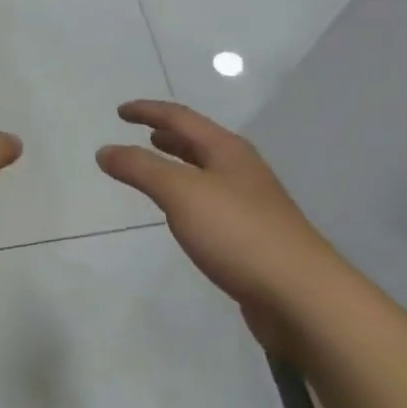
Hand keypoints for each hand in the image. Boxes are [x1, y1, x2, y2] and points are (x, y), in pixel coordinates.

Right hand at [97, 101, 345, 350]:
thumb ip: (141, 168)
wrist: (301, 295)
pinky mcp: (253, 237)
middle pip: (199, 142)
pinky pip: (212, 202)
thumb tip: (105, 151)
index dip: (149, 111)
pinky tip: (183, 214)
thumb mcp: (181, 193)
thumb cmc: (238, 233)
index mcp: (227, 150)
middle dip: (168, 135)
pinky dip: (189, 196)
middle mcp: (242, 170)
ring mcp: (252, 204)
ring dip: (179, 164)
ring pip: (207, 172)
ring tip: (156, 167)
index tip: (120, 112)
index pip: (181, 118)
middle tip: (141, 133)